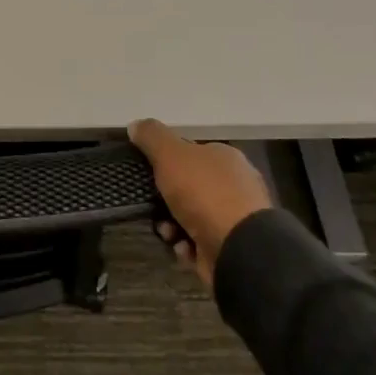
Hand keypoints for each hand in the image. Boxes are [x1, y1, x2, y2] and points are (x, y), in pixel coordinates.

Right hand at [128, 119, 271, 284]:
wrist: (239, 249)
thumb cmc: (205, 193)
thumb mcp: (171, 155)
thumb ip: (152, 137)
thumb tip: (136, 125)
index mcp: (225, 159)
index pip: (192, 153)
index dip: (167, 161)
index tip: (148, 173)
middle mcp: (234, 186)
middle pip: (188, 187)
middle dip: (165, 199)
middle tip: (152, 205)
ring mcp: (235, 219)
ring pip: (190, 217)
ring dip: (171, 225)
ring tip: (167, 232)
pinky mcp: (232, 247)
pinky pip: (199, 242)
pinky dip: (186, 245)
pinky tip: (182, 247)